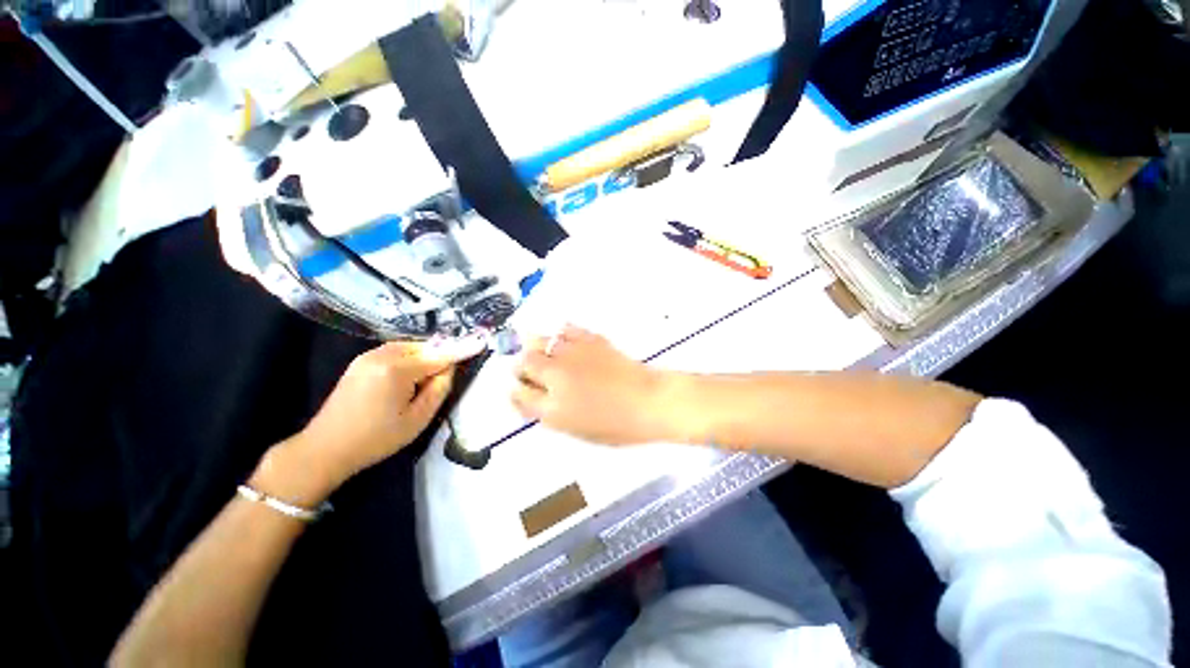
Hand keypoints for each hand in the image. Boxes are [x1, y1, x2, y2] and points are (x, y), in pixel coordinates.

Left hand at [285, 335, 485, 490]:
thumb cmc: (376, 438)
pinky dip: (410, 358)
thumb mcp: (418, 419)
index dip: (462, 349)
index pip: (439, 355)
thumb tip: (449, 367)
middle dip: (440, 356)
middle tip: (446, 377)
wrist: (325, 448)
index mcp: (397, 369)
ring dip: (425, 357)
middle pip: (425, 347)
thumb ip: (439, 388)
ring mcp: (367, 356)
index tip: (481, 341)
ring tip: (427, 380)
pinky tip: (409, 376)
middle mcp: (382, 355)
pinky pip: (396, 352)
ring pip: (410, 347)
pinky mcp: (360, 361)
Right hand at [512, 326, 671, 444]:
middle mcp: (556, 377)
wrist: (649, 401)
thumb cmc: (618, 425)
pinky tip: (565, 343)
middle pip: (523, 364)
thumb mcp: (578, 430)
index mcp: (552, 408)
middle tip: (531, 373)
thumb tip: (539, 400)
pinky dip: (560, 335)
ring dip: (536, 349)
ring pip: (538, 342)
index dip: (517, 393)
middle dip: (522, 369)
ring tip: (545, 355)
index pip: (519, 395)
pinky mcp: (588, 339)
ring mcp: (571, 355)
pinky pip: (564, 330)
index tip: (522, 393)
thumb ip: (552, 414)